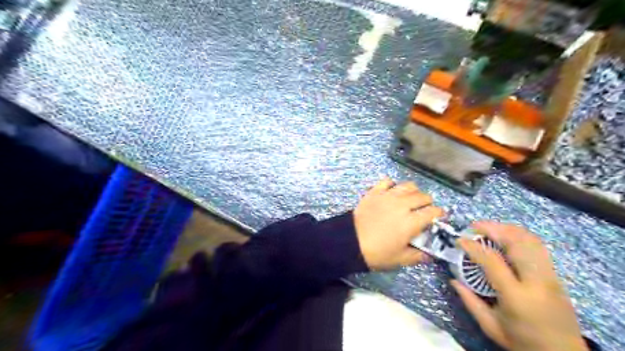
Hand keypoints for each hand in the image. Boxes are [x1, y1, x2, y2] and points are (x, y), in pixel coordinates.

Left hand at [354, 178, 440, 271]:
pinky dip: (392, 184)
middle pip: (422, 196)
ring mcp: (387, 196)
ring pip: (407, 186)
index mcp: (411, 222)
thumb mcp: (399, 259)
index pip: (432, 212)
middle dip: (428, 202)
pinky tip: (392, 191)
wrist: (350, 242)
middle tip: (425, 208)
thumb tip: (429, 255)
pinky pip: (387, 181)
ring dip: (413, 191)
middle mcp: (402, 205)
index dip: (439, 213)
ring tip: (410, 198)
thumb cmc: (377, 253)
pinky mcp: (374, 192)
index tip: (439, 216)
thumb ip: (417, 256)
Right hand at [452, 223, 588, 349]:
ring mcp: (550, 277)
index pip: (492, 261)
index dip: (473, 247)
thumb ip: (470, 301)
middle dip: (493, 229)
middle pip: (516, 243)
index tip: (459, 240)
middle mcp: (536, 281)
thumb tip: (453, 280)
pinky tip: (507, 236)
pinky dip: (520, 236)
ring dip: (507, 229)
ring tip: (489, 227)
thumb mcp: (491, 327)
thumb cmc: (523, 343)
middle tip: (474, 226)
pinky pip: (538, 247)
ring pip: (531, 240)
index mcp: (516, 296)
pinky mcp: (556, 276)